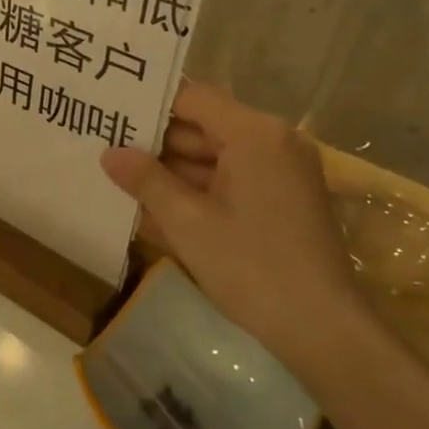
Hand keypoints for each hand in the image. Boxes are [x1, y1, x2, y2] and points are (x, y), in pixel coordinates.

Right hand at [101, 80, 366, 369]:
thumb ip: (146, 181)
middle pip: (204, 126)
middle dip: (157, 142)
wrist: (323, 329)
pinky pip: (232, 180)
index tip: (110, 113)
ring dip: (173, 169)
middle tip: (106, 146)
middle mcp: (274, 142)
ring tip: (121, 176)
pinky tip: (156, 206)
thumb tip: (109, 153)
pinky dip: (198, 189)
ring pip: (216, 156)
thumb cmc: (252, 267)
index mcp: (255, 134)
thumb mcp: (187, 223)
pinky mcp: (284, 199)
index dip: (149, 106)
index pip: (192, 99)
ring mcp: (282, 172)